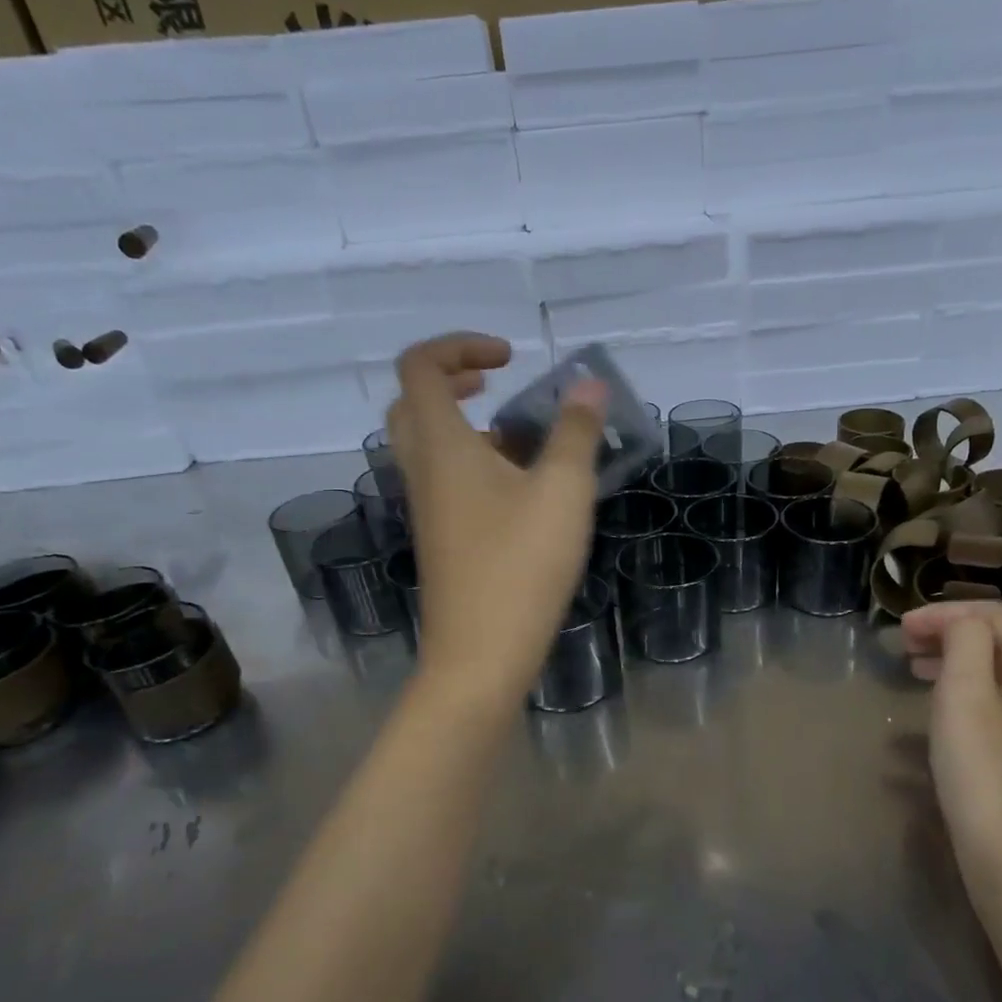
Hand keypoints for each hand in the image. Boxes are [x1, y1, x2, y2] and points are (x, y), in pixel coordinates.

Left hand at [387, 333, 606, 699]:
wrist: (480, 655)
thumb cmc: (520, 565)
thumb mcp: (562, 491)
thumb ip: (575, 432)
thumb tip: (588, 384)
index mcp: (441, 447)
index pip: (420, 367)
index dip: (460, 346)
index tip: (510, 360)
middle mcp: (423, 471)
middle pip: (412, 404)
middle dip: (452, 381)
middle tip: (497, 386)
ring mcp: (429, 509)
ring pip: (430, 446)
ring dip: (468, 426)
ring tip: (525, 440)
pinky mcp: (442, 539)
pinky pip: (447, 481)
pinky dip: (476, 464)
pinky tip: (526, 491)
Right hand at [902, 601, 1001, 899]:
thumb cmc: (985, 775)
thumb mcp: (967, 697)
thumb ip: (965, 643)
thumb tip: (959, 623)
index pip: (993, 615)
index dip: (945, 612)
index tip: (902, 629)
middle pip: (995, 640)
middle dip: (947, 631)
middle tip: (903, 644)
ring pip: (990, 672)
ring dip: (949, 660)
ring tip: (912, 669)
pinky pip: (988, 702)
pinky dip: (956, 692)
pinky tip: (932, 712)